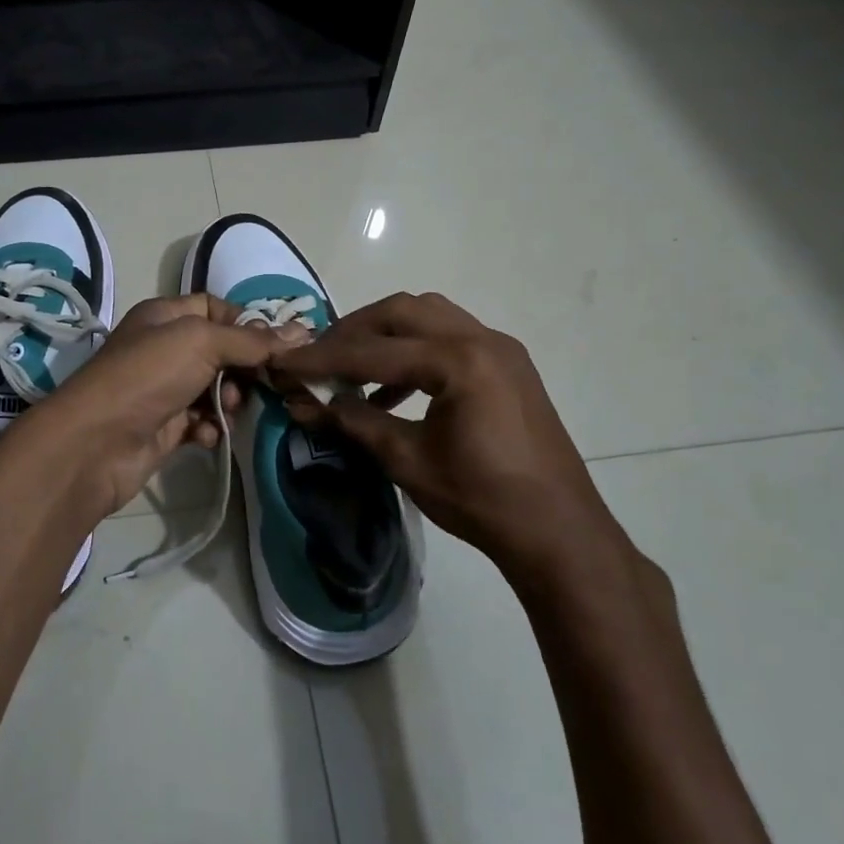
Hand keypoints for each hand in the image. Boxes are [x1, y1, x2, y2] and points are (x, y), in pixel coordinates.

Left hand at [0, 295, 308, 523]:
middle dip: (243, 367)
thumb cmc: (148, 375)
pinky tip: (207, 435)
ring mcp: (163, 389)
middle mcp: (163, 348)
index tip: (274, 345)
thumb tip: (301, 331)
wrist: (96, 443)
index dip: (245, 323)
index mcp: (165, 316)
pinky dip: (210, 427)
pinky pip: (201, 421)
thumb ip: (252, 340)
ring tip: (228, 409)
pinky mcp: (164, 427)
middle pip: (220, 350)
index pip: (215, 308)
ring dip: (228, 399)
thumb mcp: (202, 342)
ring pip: (214, 388)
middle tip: (261, 382)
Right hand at [269, 292, 630, 576]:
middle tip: (319, 357)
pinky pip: (449, 338)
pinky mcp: (507, 365)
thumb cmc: (482, 500)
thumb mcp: (408, 460)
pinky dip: (414, 352)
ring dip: (385, 335)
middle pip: (401, 312)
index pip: (374, 350)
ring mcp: (500, 348)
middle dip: (354, 331)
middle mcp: (482, 339)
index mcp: (459, 361)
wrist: (559, 532)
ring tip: (352, 370)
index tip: (284, 362)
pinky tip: (392, 392)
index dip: (323, 358)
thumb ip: (354, 422)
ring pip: (428, 317)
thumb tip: (304, 403)